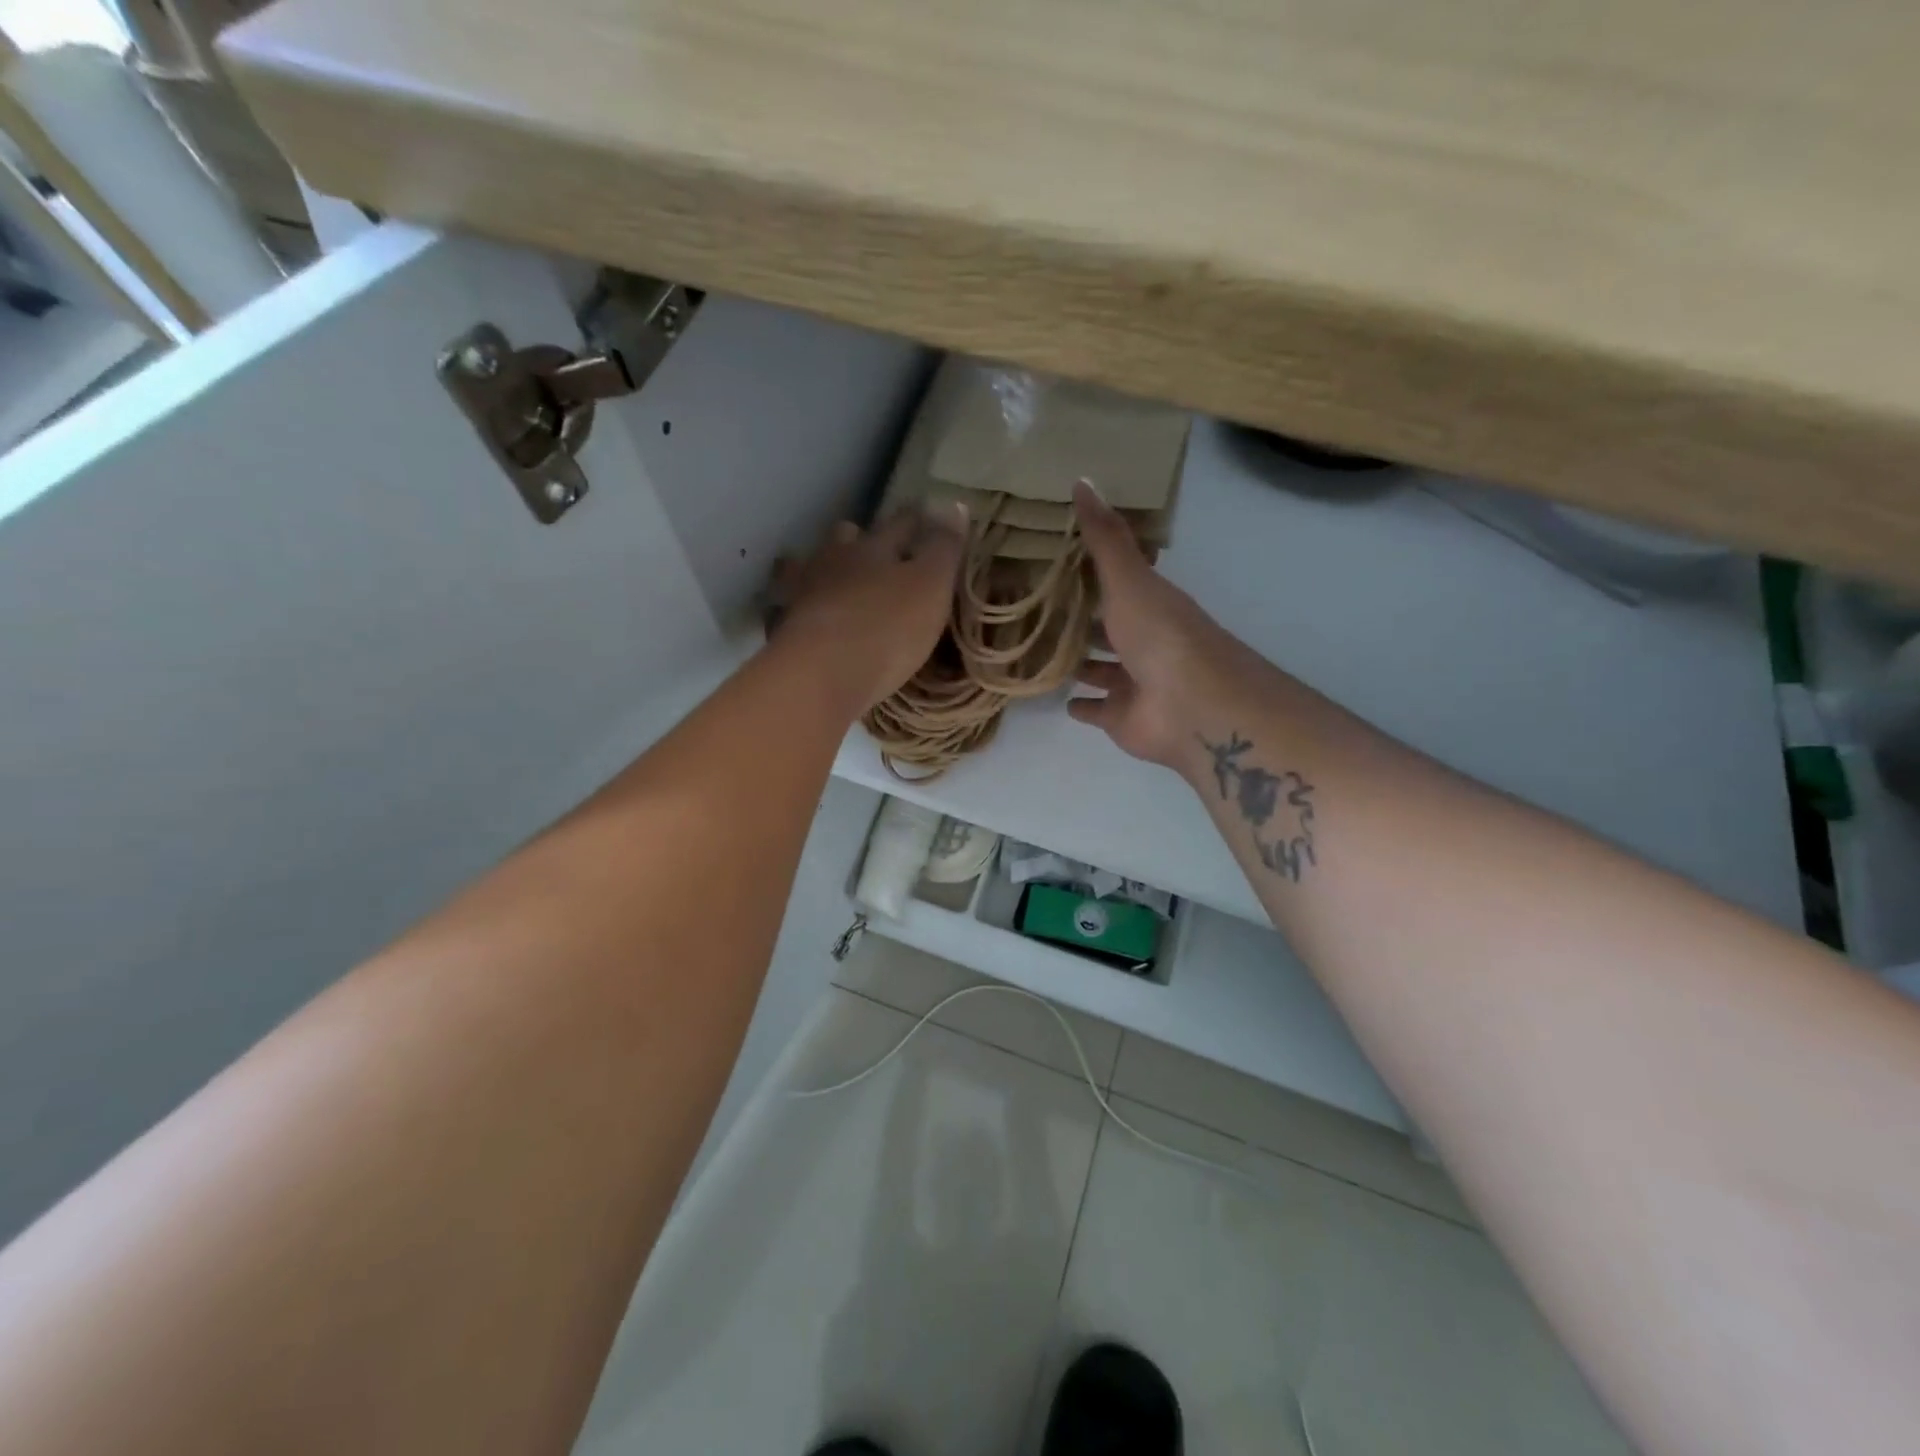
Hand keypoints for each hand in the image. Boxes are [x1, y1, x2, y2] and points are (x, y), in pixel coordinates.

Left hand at [769, 502, 967, 712]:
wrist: (821, 674)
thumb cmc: (886, 626)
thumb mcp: (931, 586)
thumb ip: (943, 548)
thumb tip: (955, 504)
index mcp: (873, 547)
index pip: (900, 522)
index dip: (917, 519)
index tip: (928, 515)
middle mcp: (834, 561)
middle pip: (845, 537)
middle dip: (860, 538)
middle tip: (875, 549)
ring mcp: (803, 593)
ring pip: (811, 567)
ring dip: (825, 570)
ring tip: (837, 583)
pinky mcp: (785, 628)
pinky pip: (792, 608)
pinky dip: (802, 608)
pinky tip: (810, 618)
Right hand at [1069, 481, 1266, 770]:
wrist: (1191, 706)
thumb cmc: (1159, 635)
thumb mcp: (1129, 578)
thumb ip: (1104, 538)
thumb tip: (1082, 479)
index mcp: (1150, 603)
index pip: (1117, 582)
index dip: (1091, 571)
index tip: (1056, 560)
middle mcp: (1143, 641)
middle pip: (1108, 627)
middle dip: (1082, 620)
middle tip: (1040, 610)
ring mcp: (1134, 682)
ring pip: (1102, 669)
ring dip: (1082, 663)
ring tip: (1044, 651)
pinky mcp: (1122, 718)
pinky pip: (1098, 709)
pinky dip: (1084, 706)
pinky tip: (1063, 700)